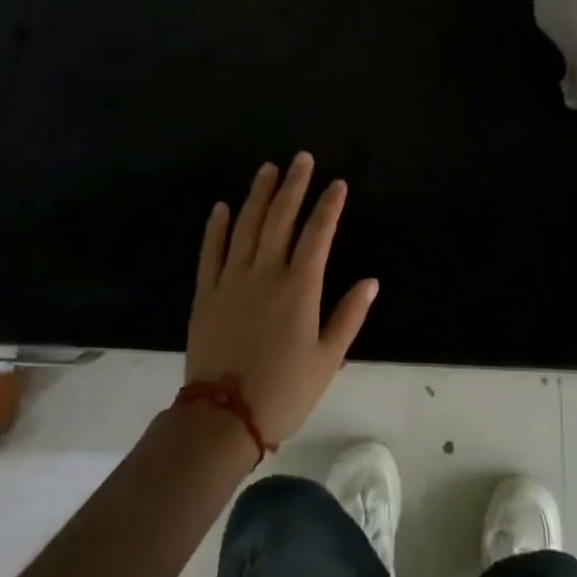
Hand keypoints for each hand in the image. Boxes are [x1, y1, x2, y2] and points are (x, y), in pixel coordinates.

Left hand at [184, 153, 377, 446]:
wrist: (222, 418)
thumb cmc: (283, 391)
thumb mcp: (327, 359)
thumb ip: (349, 316)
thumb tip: (371, 281)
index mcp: (299, 287)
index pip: (317, 234)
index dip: (328, 206)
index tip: (337, 184)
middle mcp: (265, 273)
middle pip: (281, 218)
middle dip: (294, 185)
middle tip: (301, 158)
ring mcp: (232, 280)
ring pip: (246, 226)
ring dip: (258, 195)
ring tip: (267, 169)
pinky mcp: (206, 293)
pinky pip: (211, 252)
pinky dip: (217, 228)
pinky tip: (222, 207)